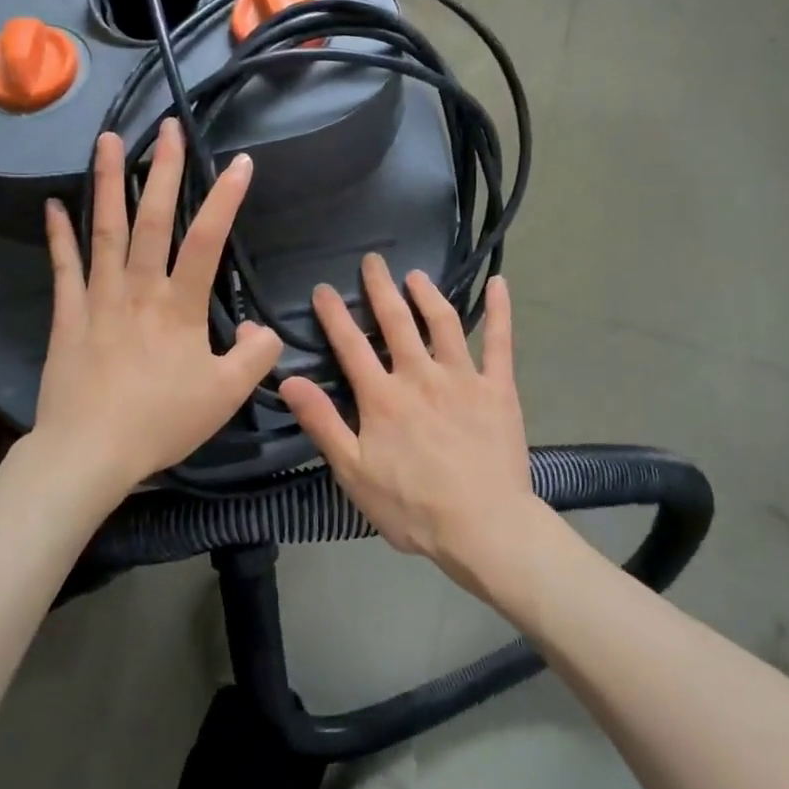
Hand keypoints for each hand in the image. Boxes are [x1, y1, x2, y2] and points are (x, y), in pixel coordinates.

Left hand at [32, 119, 282, 505]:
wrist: (89, 452)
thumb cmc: (161, 423)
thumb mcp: (225, 396)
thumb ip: (254, 358)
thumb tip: (265, 329)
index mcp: (180, 307)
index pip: (208, 240)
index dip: (225, 199)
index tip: (239, 163)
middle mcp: (139, 290)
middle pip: (152, 220)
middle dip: (162, 170)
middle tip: (166, 127)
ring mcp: (98, 298)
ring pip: (105, 231)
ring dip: (108, 183)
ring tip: (107, 140)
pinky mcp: (67, 316)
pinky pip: (63, 267)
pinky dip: (59, 235)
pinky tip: (53, 205)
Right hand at [279, 255, 539, 584]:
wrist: (484, 527)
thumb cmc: (412, 507)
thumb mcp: (353, 472)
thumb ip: (322, 423)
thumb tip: (288, 380)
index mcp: (382, 397)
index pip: (351, 344)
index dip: (334, 314)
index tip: (323, 288)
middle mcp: (420, 375)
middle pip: (396, 321)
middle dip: (381, 288)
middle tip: (372, 260)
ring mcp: (463, 378)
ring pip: (443, 322)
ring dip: (427, 294)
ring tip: (415, 274)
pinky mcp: (498, 389)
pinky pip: (500, 342)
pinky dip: (500, 311)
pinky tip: (499, 284)